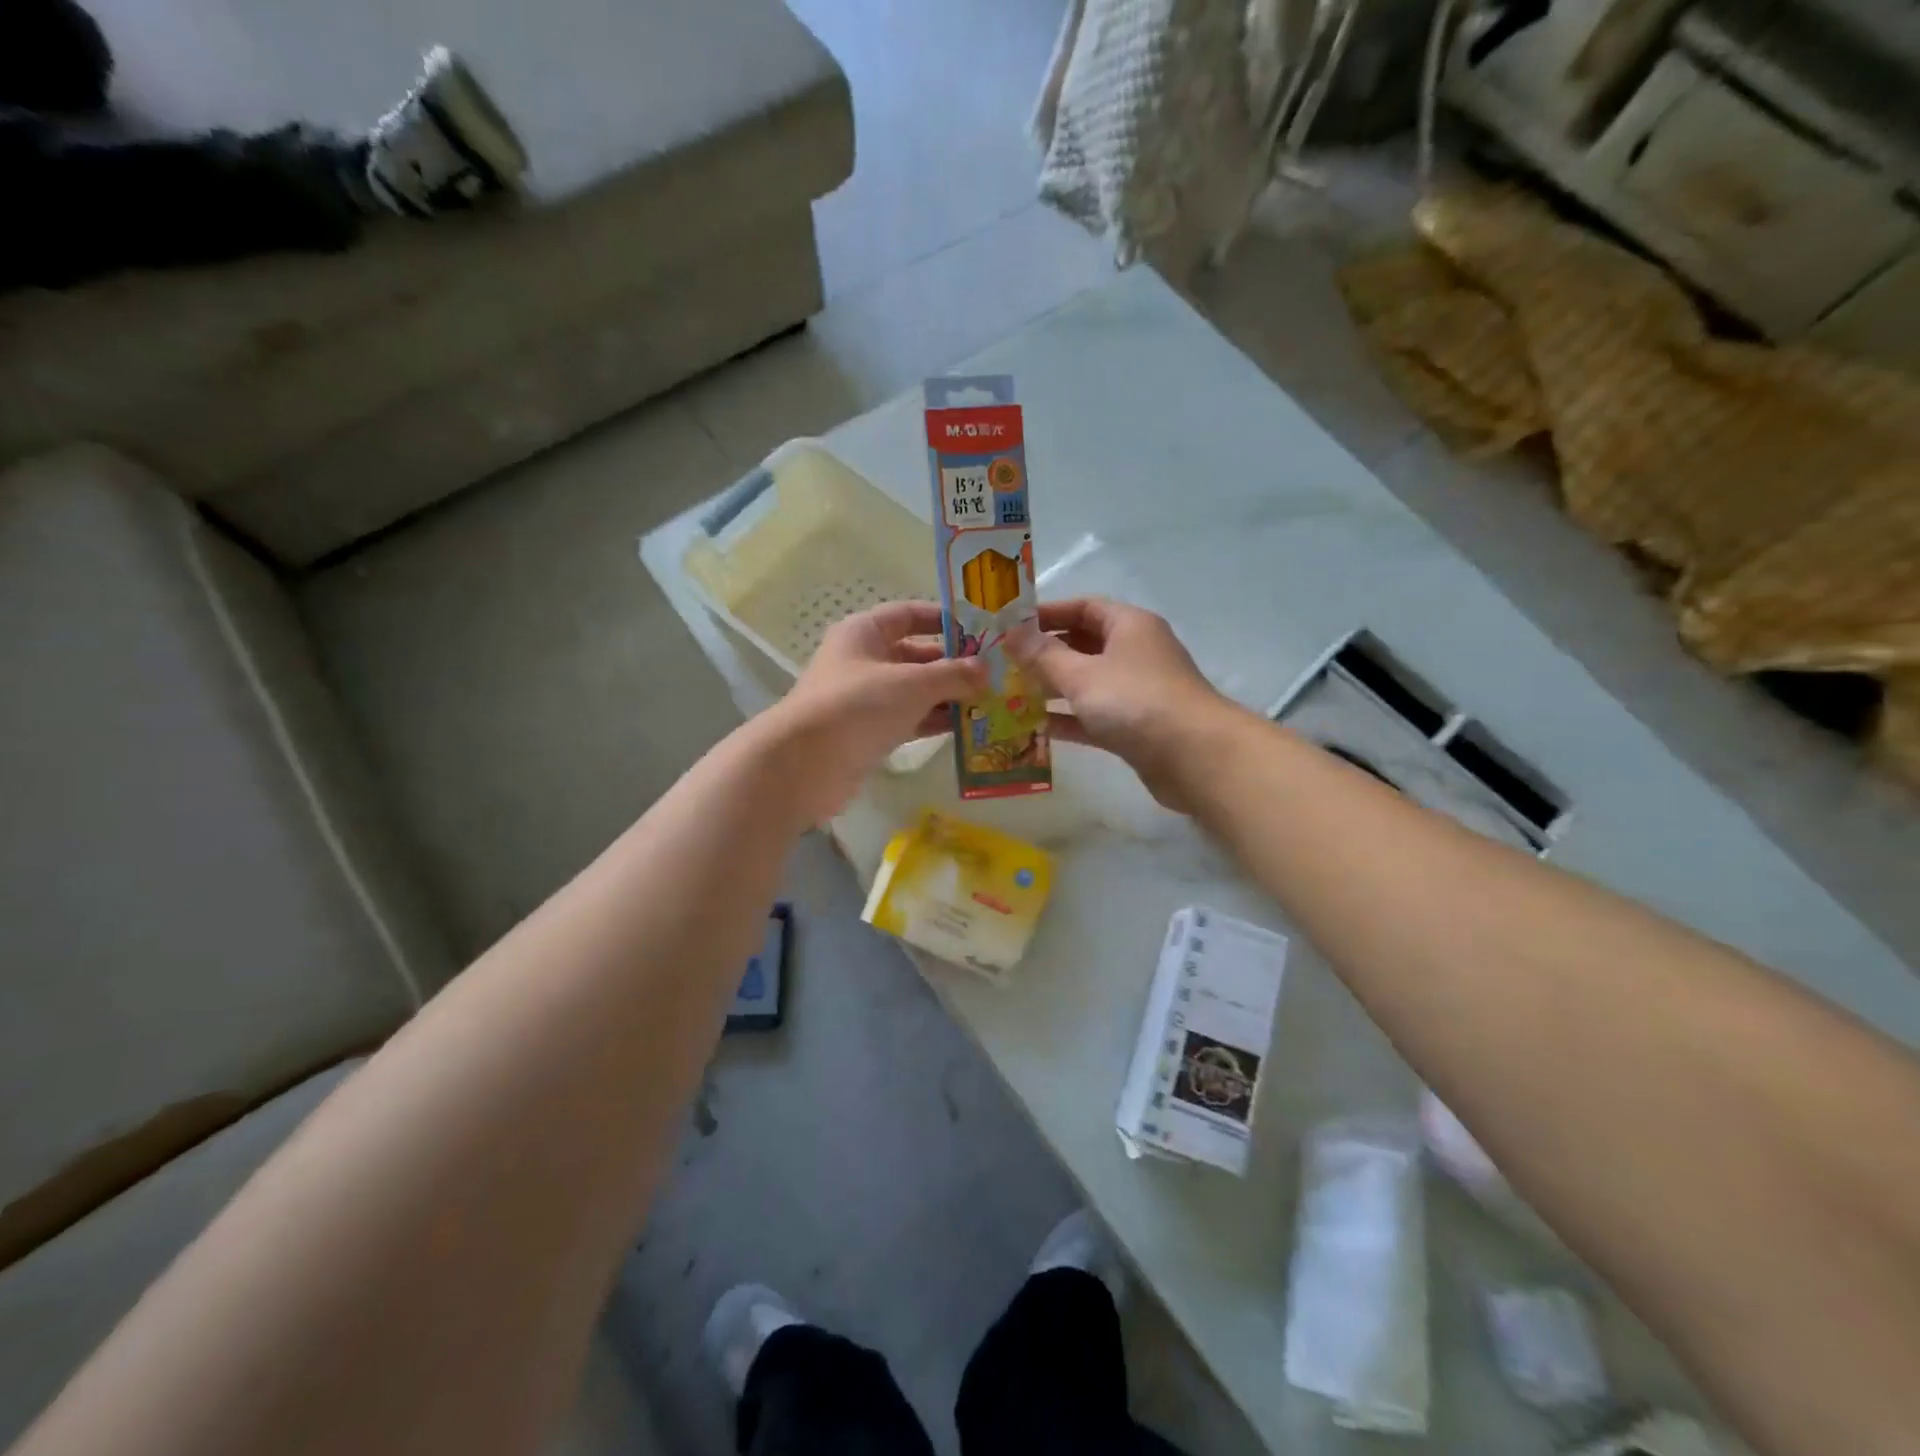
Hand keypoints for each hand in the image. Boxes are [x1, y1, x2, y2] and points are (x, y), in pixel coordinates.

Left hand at [764, 601, 985, 823]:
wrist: (805, 764)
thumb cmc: (857, 706)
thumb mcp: (912, 683)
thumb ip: (953, 674)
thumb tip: (986, 670)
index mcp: (865, 633)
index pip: (909, 614)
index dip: (944, 619)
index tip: (981, 630)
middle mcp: (863, 660)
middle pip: (915, 654)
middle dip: (953, 664)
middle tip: (996, 673)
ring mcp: (864, 699)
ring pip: (914, 690)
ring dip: (948, 696)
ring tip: (990, 701)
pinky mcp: (868, 732)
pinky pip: (908, 719)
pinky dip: (933, 721)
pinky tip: (966, 727)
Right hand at [1009, 597, 1229, 810]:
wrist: (1195, 757)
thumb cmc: (1136, 702)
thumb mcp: (1082, 675)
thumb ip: (1043, 656)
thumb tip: (1011, 634)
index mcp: (1129, 625)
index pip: (1083, 607)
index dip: (1046, 614)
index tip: (1010, 627)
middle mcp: (1135, 652)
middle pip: (1083, 644)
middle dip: (1045, 653)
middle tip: (1003, 664)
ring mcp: (1137, 691)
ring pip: (1087, 682)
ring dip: (1053, 688)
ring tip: (1011, 696)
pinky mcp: (1136, 727)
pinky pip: (1095, 715)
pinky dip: (1069, 718)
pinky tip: (1036, 728)